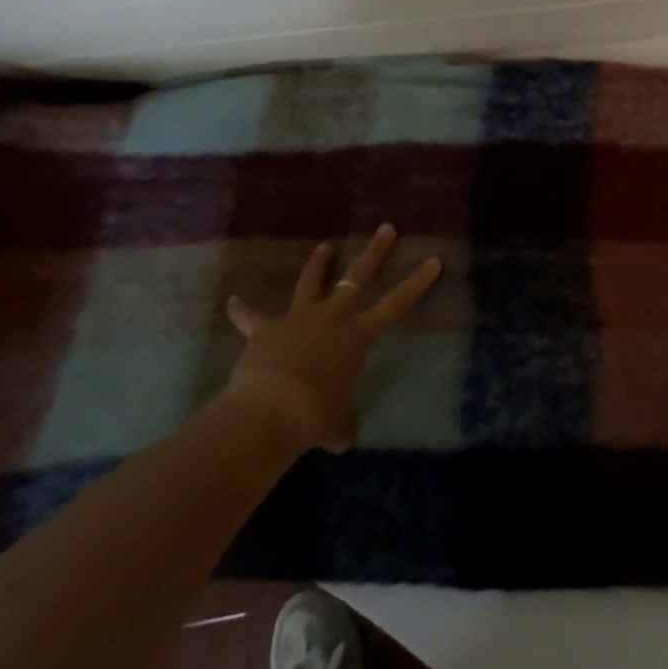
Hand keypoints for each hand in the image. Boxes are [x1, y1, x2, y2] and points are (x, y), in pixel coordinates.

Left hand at [221, 223, 441, 451]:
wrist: (269, 411)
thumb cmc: (313, 417)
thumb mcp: (333, 424)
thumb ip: (340, 426)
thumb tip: (344, 440)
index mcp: (358, 335)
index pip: (397, 303)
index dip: (417, 282)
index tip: (434, 260)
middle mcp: (333, 316)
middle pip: (357, 275)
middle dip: (375, 252)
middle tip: (386, 228)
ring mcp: (299, 317)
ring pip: (311, 281)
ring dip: (318, 264)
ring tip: (324, 247)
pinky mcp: (266, 328)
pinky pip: (252, 316)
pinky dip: (243, 310)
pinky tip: (233, 301)